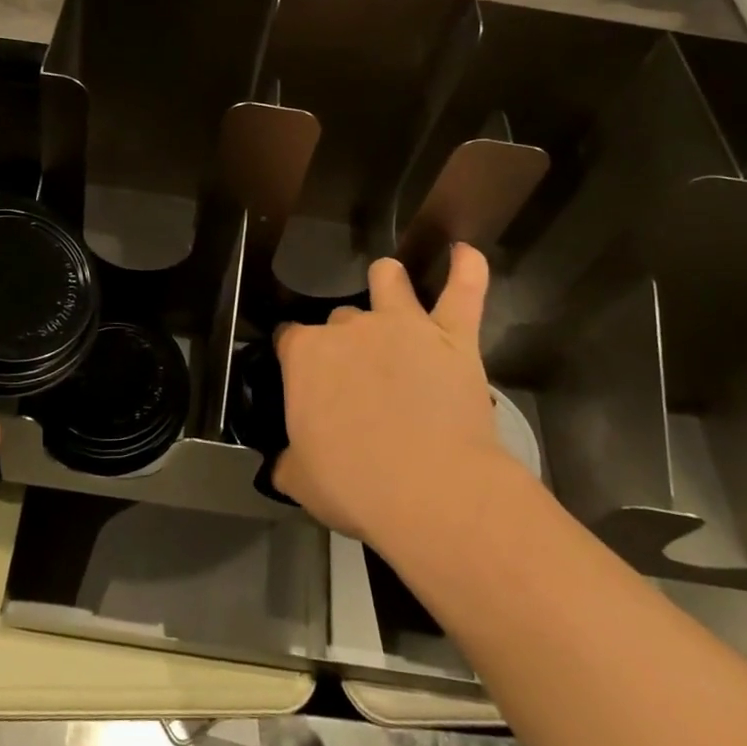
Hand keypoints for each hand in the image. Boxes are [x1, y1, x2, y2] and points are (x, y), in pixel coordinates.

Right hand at [273, 246, 512, 546]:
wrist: (431, 493)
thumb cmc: (355, 486)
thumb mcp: (301, 481)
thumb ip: (286, 461)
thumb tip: (279, 463)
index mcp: (306, 355)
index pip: (289, 338)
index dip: (294, 356)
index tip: (302, 379)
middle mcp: (350, 327)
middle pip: (340, 318)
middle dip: (344, 339)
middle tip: (356, 377)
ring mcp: (403, 325)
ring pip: (389, 281)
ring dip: (388, 282)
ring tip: (391, 290)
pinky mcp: (452, 335)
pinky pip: (464, 290)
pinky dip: (467, 269)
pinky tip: (464, 252)